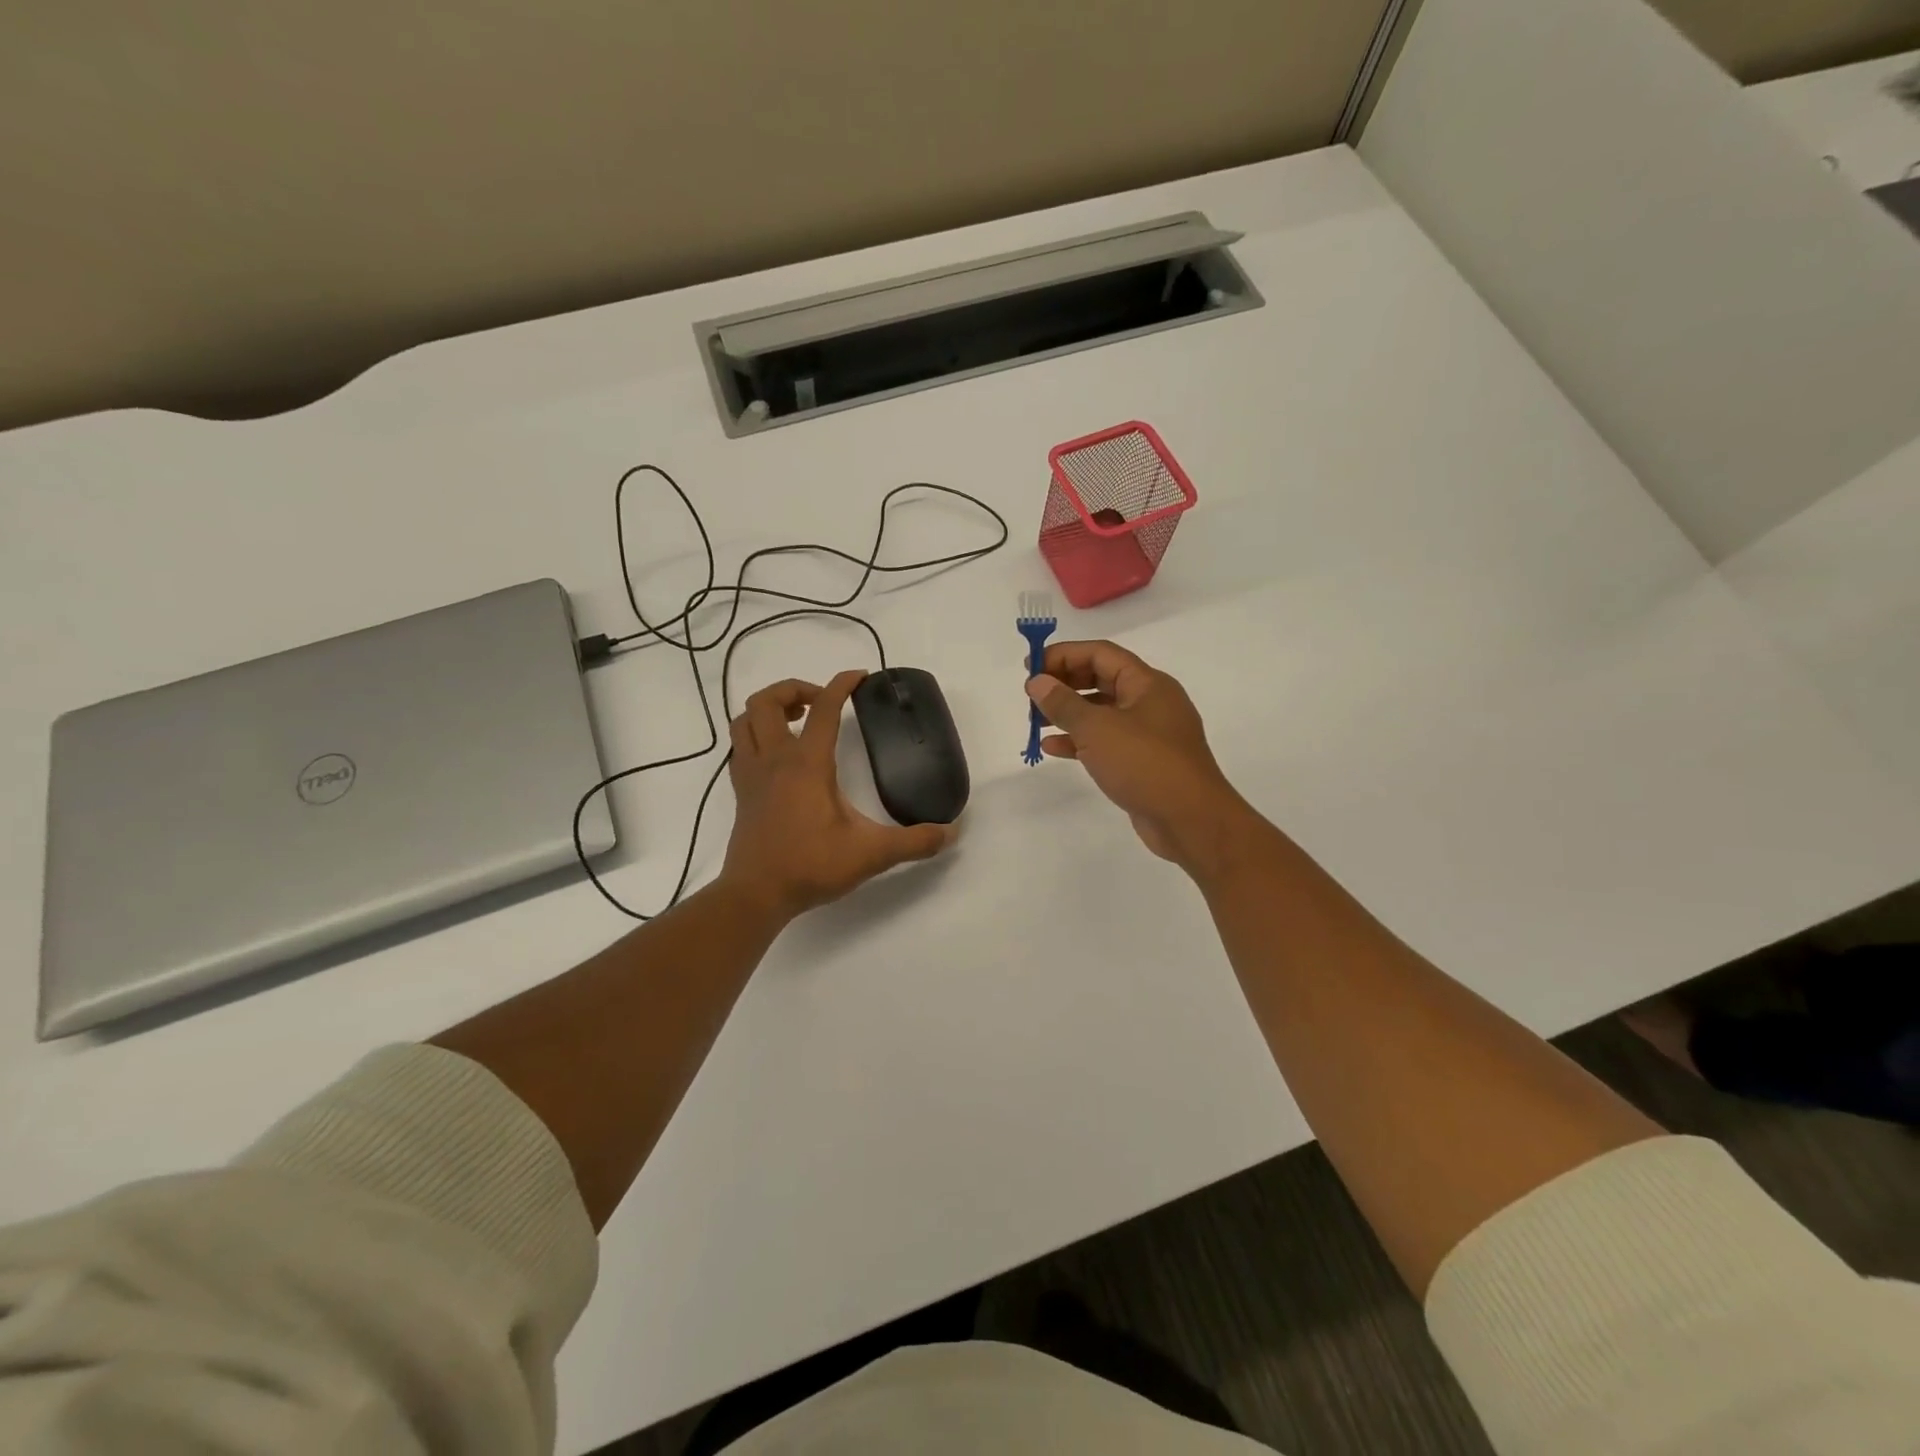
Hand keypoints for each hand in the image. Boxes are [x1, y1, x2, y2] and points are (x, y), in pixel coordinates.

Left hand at [721, 671, 952, 917]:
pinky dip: (756, 737)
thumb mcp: (871, 853)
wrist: (756, 895)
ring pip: (745, 721)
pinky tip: (779, 755)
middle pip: (766, 701)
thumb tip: (951, 832)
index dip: (842, 685)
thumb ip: (914, 842)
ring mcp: (751, 775)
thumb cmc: (810, 866)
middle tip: (822, 702)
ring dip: (768, 710)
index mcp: (806, 764)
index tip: (860, 677)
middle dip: (794, 689)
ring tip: (798, 720)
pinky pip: (741, 748)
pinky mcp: (741, 793)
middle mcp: (774, 760)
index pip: (823, 708)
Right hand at [1026, 641, 1257, 872]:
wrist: (1191, 820)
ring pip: (1101, 712)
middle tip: (1031, 695)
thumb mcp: (1098, 729)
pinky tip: (1052, 748)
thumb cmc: (1145, 764)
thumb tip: (1037, 681)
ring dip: (1068, 713)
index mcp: (1147, 683)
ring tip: (1035, 721)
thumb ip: (1064, 703)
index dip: (1063, 654)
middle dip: (1064, 684)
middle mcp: (1150, 702)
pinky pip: (1106, 741)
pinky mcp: (1143, 762)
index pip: (1100, 654)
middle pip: (1101, 679)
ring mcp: (1148, 734)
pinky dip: (1079, 741)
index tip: (1031, 667)